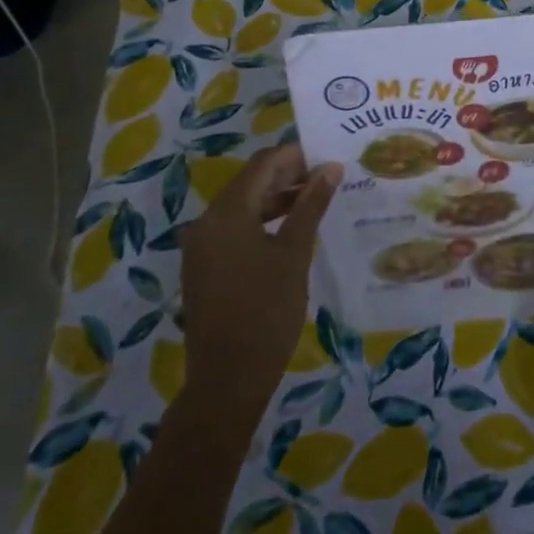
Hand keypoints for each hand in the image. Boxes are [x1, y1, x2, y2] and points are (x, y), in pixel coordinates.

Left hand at [180, 143, 340, 422]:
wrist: (228, 379)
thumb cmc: (267, 311)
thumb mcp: (295, 254)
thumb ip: (311, 206)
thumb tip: (331, 168)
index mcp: (226, 213)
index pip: (263, 164)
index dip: (295, 155)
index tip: (328, 153)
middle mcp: (207, 222)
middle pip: (250, 182)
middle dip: (289, 175)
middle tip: (328, 176)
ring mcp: (202, 246)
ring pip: (243, 206)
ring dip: (278, 198)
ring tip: (317, 198)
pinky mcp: (205, 266)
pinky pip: (235, 229)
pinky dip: (263, 221)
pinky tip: (292, 228)